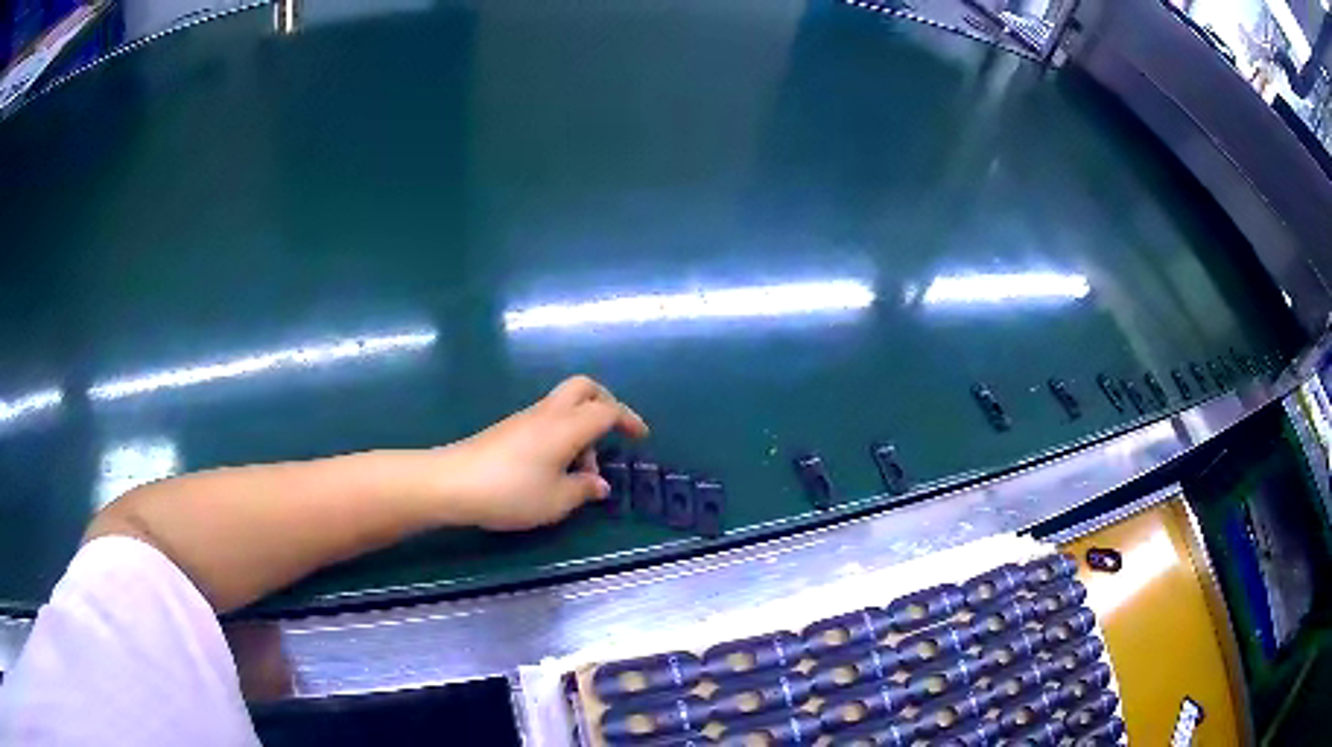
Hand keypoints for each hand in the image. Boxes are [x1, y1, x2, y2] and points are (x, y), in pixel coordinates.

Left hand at [440, 376, 648, 530]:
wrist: (452, 482)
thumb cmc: (510, 492)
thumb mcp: (555, 501)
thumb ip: (583, 490)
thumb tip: (599, 484)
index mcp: (567, 426)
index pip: (607, 410)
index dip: (628, 420)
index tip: (641, 437)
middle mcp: (548, 413)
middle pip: (584, 387)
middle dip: (605, 403)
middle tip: (613, 432)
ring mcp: (525, 418)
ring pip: (564, 404)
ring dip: (581, 427)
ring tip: (579, 473)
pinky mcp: (508, 429)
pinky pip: (547, 419)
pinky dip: (562, 434)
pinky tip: (554, 469)